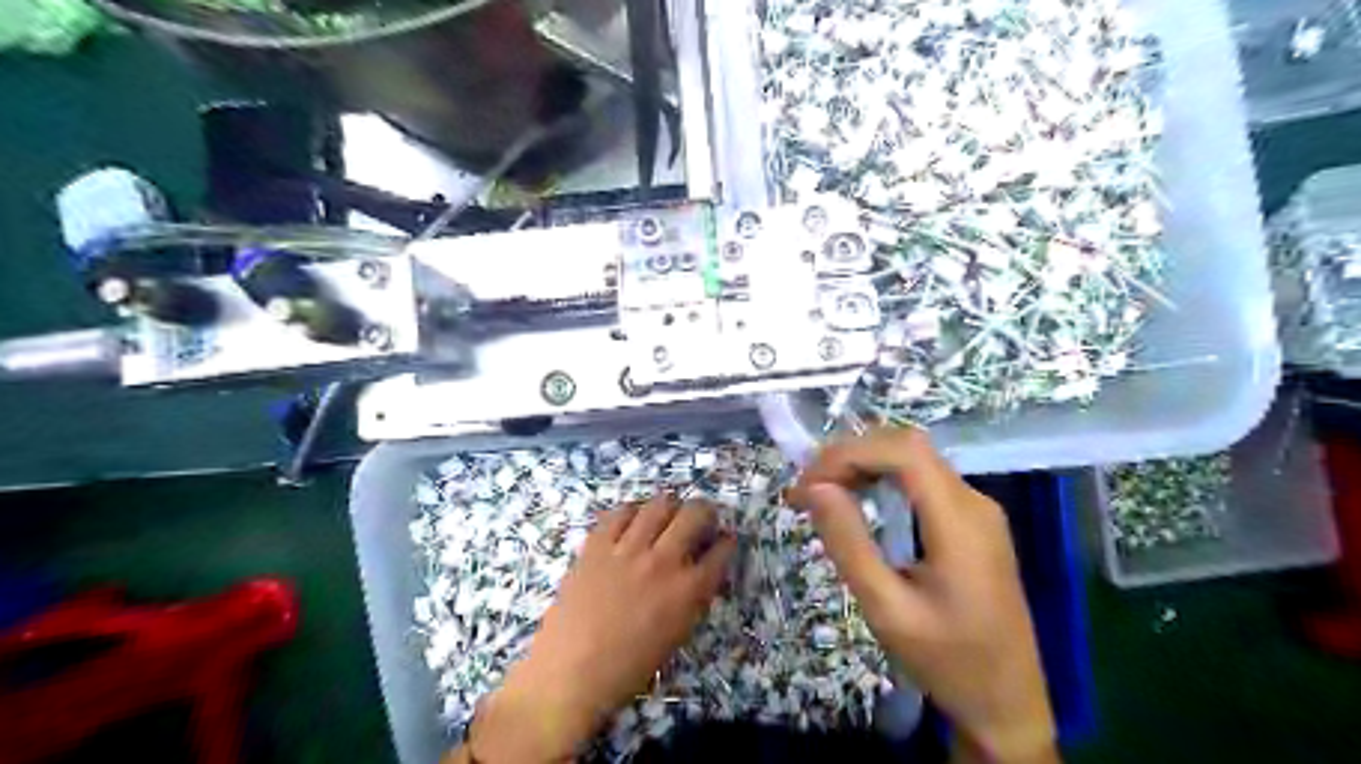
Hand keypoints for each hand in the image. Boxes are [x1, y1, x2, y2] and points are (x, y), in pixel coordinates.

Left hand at [474, 491, 738, 759]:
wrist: (570, 674)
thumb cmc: (627, 667)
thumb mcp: (676, 635)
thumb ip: (691, 597)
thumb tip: (698, 571)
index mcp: (688, 591)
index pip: (720, 551)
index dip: (725, 542)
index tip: (722, 540)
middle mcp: (663, 562)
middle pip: (695, 514)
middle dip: (705, 512)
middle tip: (699, 520)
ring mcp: (628, 549)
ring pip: (659, 504)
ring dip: (670, 506)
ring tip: (666, 516)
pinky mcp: (597, 545)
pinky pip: (620, 512)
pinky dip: (632, 512)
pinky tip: (633, 521)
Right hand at [788, 430, 1062, 763]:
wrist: (1008, 704)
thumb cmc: (947, 662)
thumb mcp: (887, 610)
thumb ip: (849, 544)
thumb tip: (815, 488)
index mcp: (960, 522)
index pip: (903, 452)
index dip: (849, 453)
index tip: (807, 485)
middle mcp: (974, 502)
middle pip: (908, 448)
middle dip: (851, 456)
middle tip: (807, 490)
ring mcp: (978, 510)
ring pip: (914, 459)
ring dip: (864, 464)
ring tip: (823, 492)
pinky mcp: (973, 522)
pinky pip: (923, 481)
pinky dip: (883, 479)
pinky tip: (858, 499)